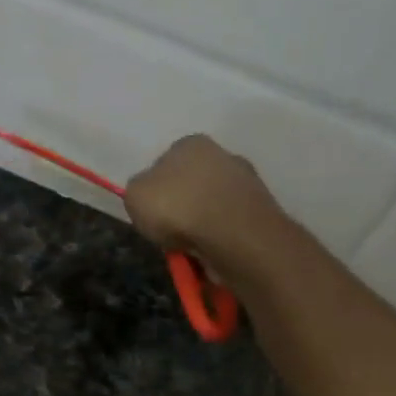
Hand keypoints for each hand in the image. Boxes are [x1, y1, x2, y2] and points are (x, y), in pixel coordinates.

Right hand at [124, 135, 283, 271]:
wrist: (233, 234)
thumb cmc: (177, 207)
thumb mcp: (134, 195)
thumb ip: (138, 191)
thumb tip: (149, 196)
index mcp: (190, 143)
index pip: (165, 163)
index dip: (155, 190)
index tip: (151, 213)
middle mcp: (223, 154)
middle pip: (192, 185)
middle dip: (181, 208)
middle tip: (169, 233)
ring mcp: (247, 182)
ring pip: (212, 207)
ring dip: (200, 226)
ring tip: (190, 248)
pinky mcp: (261, 211)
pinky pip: (229, 226)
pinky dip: (219, 239)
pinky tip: (211, 252)